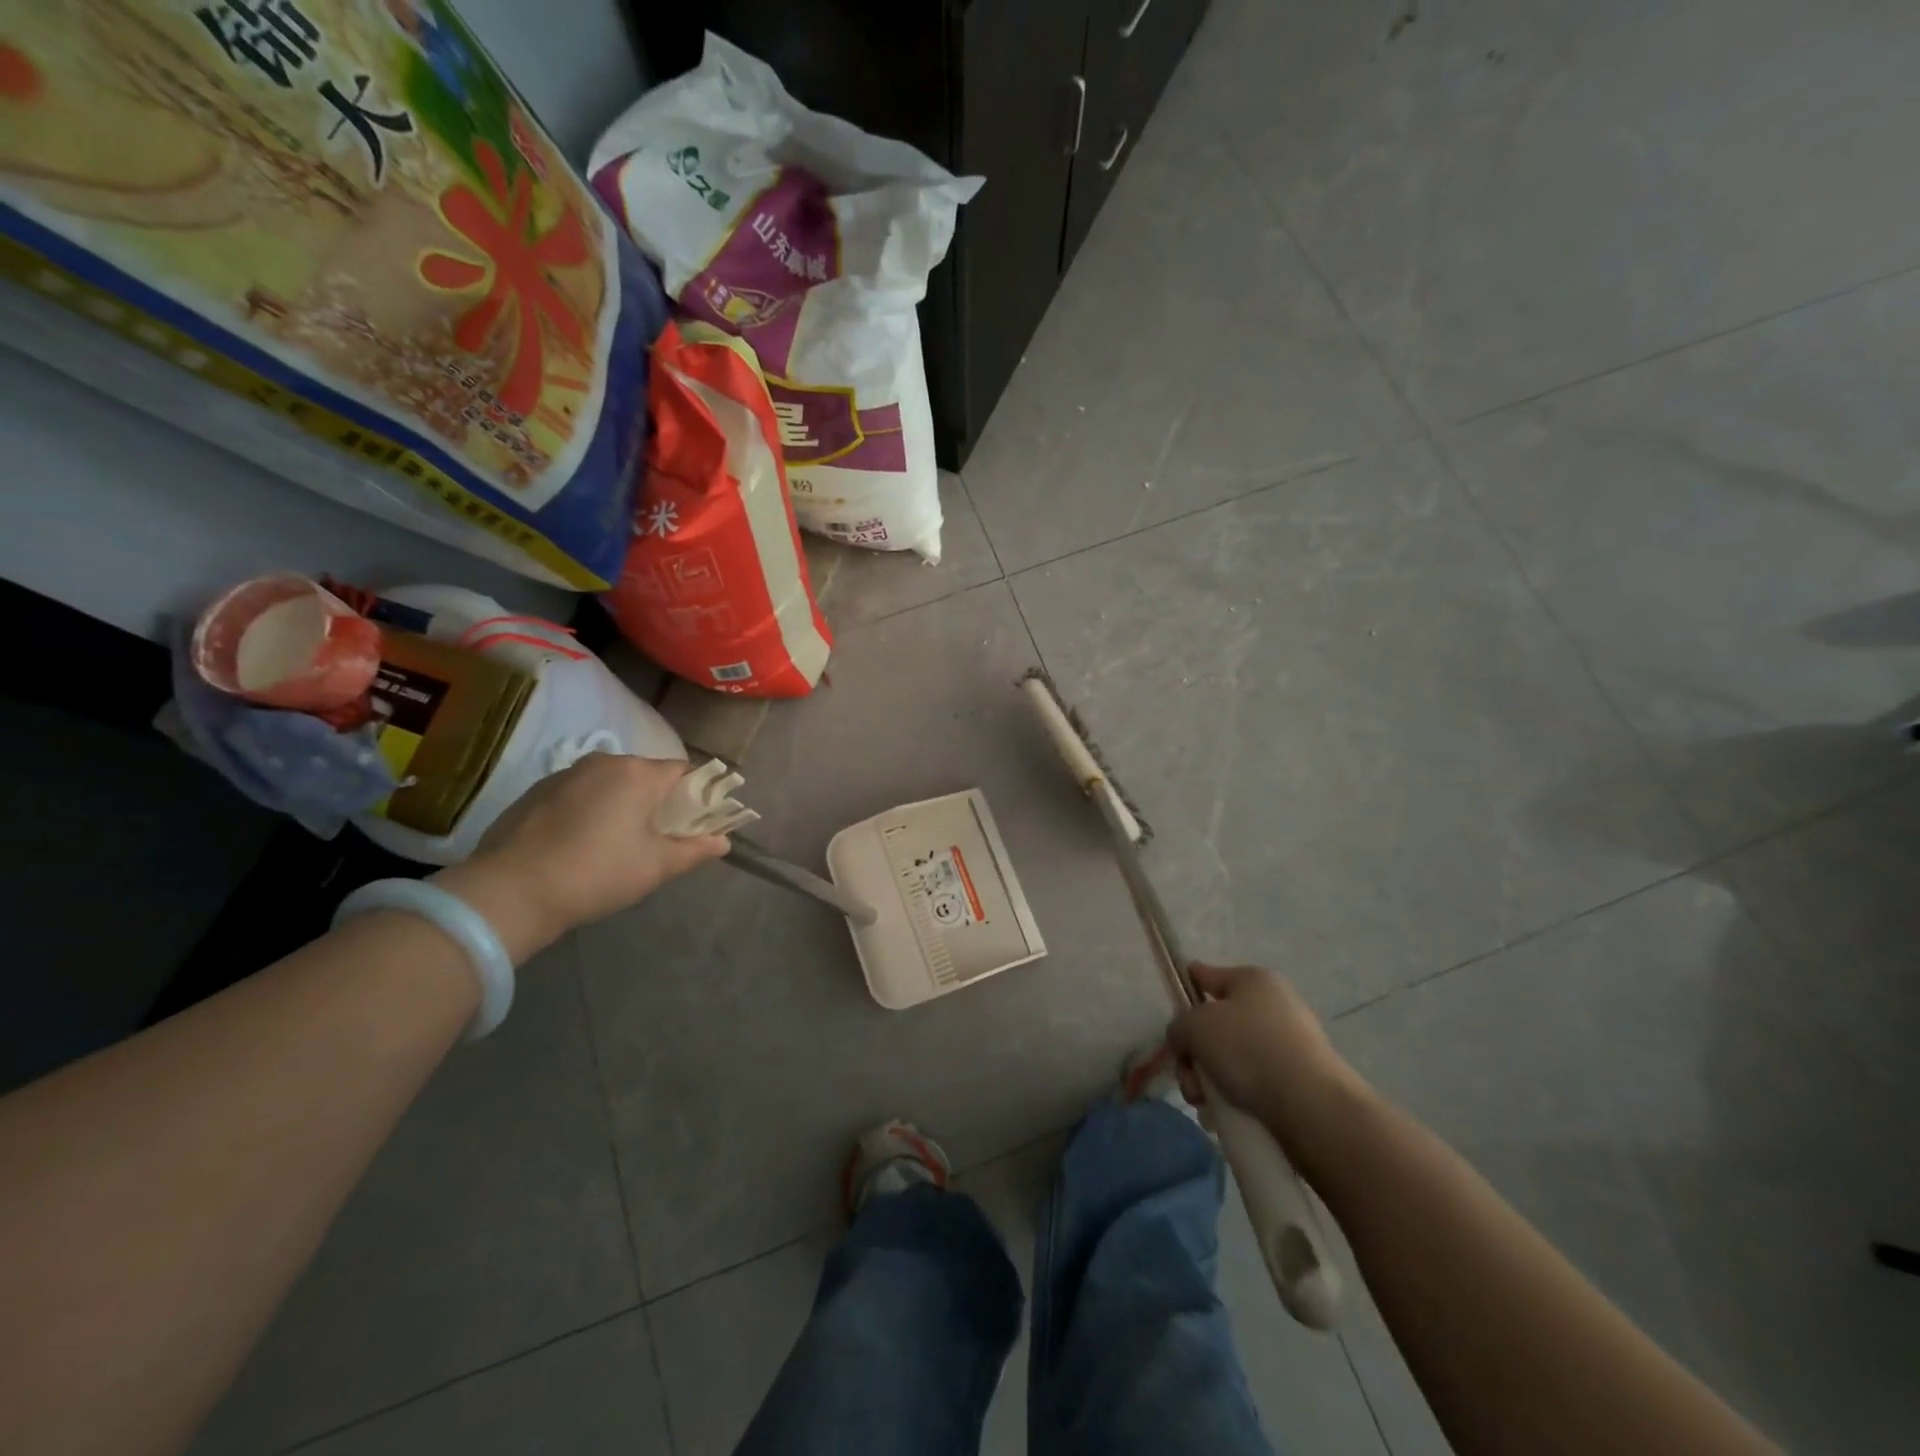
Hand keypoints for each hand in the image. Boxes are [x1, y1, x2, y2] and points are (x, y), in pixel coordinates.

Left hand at [435, 754, 729, 959]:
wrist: (510, 892)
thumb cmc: (598, 873)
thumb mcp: (656, 867)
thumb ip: (695, 849)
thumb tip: (723, 842)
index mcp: (638, 773)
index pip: (684, 771)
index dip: (696, 795)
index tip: (694, 824)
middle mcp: (603, 762)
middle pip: (645, 775)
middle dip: (656, 801)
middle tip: (656, 839)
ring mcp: (565, 774)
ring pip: (609, 784)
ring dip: (620, 806)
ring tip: (614, 845)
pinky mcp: (535, 792)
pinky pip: (578, 794)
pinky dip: (588, 811)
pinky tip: (578, 845)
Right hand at [1167, 964, 1361, 1145]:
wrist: (1312, 1106)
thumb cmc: (1248, 1049)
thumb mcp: (1195, 1028)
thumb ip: (1179, 1027)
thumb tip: (1186, 1039)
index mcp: (1253, 980)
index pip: (1208, 974)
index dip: (1187, 984)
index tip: (1175, 1000)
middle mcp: (1275, 1005)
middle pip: (1218, 1025)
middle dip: (1196, 1055)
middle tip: (1189, 1081)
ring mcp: (1291, 1042)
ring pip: (1234, 1057)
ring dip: (1211, 1080)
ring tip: (1205, 1107)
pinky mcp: (1301, 1078)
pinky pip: (1256, 1081)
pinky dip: (1237, 1096)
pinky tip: (1224, 1117)